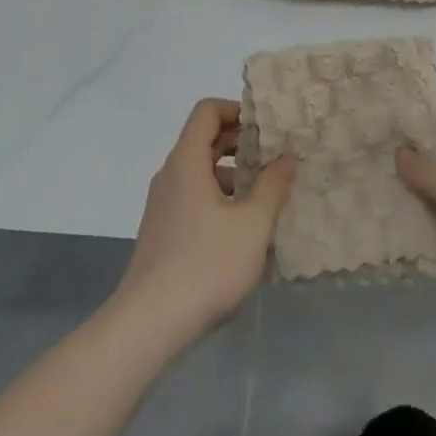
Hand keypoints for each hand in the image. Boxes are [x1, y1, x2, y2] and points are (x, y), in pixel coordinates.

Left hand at [114, 99, 295, 342]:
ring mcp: (163, 205)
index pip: (207, 111)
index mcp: (187, 161)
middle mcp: (171, 174)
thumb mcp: (252, 225)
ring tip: (265, 199)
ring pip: (200, 173)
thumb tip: (287, 157)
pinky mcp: (162, 232)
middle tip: (274, 161)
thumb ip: (272, 186)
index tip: (266, 129)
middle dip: (240, 145)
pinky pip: (193, 199)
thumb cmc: (205, 265)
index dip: (237, 110)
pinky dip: (219, 201)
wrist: (148, 325)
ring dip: (232, 177)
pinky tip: (242, 234)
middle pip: (204, 140)